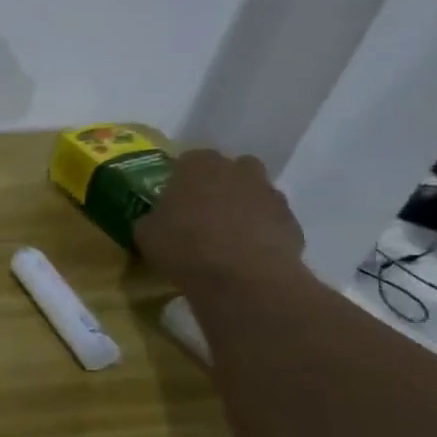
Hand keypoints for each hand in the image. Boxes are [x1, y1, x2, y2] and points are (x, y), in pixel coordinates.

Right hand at [134, 148, 305, 290]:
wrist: (243, 277)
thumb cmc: (184, 247)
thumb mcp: (145, 234)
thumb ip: (152, 218)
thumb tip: (157, 218)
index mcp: (198, 166)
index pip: (188, 159)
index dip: (180, 178)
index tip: (172, 198)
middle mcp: (237, 171)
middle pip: (229, 169)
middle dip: (218, 184)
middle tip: (200, 211)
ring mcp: (269, 193)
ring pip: (254, 191)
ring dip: (241, 206)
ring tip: (223, 235)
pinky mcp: (291, 220)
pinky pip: (270, 218)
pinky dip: (259, 229)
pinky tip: (244, 251)